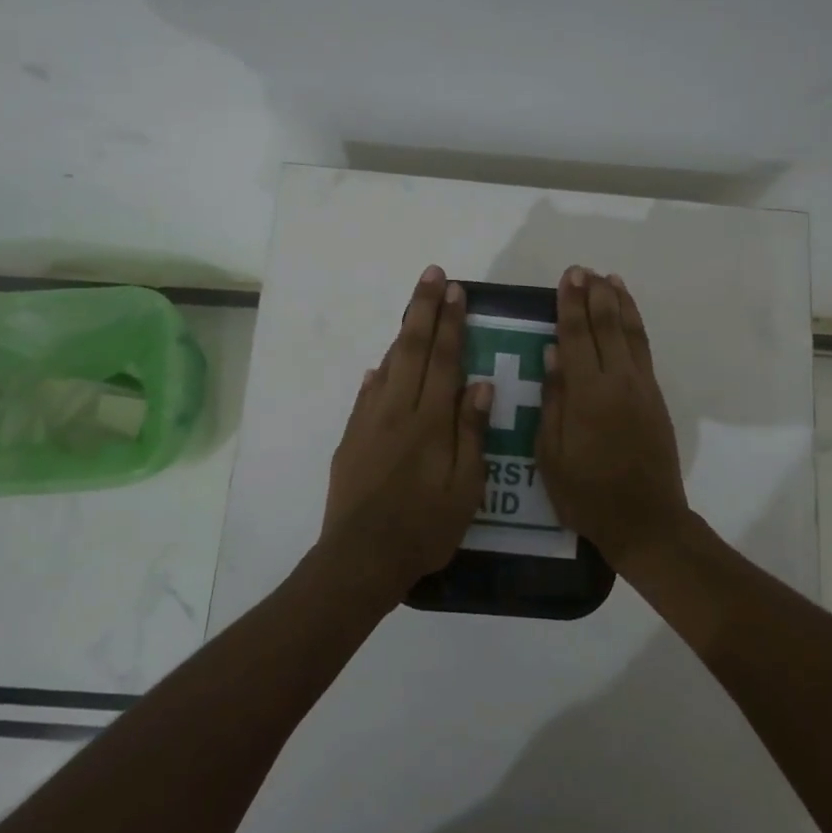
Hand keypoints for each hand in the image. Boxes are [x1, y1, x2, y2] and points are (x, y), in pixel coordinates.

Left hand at [321, 266, 492, 606]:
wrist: (360, 558)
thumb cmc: (424, 527)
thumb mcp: (464, 487)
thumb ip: (471, 433)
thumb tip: (479, 384)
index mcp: (429, 421)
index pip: (443, 359)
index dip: (450, 322)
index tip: (455, 290)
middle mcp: (397, 411)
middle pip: (412, 349)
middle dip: (423, 309)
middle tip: (431, 275)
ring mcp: (369, 423)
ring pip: (388, 366)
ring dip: (402, 333)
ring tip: (413, 308)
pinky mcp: (351, 440)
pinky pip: (367, 395)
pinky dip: (377, 374)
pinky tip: (380, 368)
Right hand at [537, 267, 693, 570]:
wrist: (647, 520)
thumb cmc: (587, 494)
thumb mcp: (552, 455)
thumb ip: (554, 400)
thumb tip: (552, 353)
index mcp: (587, 395)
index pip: (575, 337)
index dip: (570, 305)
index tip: (568, 277)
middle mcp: (618, 382)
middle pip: (605, 327)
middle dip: (594, 295)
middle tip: (583, 270)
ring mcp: (642, 387)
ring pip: (631, 333)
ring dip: (620, 303)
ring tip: (610, 279)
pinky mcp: (656, 398)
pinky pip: (644, 350)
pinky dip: (636, 326)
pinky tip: (628, 316)